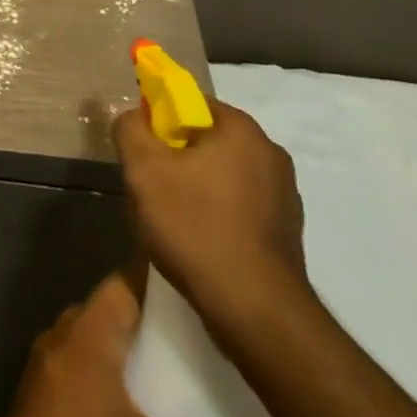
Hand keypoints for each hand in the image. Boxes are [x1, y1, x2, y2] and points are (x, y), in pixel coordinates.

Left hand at [0, 274, 280, 416]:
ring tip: (179, 384)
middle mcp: (63, 338)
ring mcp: (45, 374)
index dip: (168, 284)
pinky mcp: (36, 412)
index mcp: (90, 330)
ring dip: (131, 362)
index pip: (130, 280)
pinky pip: (81, 381)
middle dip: (156, 328)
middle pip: (114, 314)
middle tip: (206, 347)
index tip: (209, 294)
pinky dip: (110, 392)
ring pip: (96, 349)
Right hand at [114, 101, 309, 332]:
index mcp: (241, 128)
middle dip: (175, 160)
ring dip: (196, 190)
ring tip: (172, 225)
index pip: (190, 104)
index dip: (160, 124)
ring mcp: (284, 194)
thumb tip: (132, 115)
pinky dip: (218, 217)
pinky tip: (200, 246)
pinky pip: (240, 208)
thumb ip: (130, 129)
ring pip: (222, 176)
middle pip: (206, 141)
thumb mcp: (144, 171)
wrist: (256, 313)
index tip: (143, 154)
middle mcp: (269, 152)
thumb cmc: (196, 228)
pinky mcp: (286, 232)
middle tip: (151, 191)